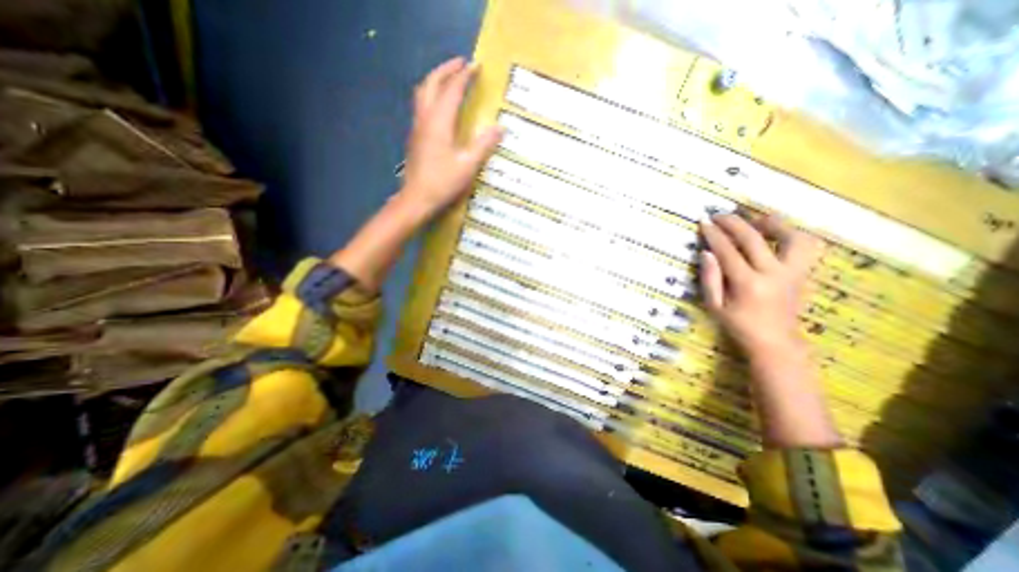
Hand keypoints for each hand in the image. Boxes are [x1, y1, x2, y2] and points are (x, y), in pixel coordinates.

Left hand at [403, 56, 505, 217]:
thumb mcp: (468, 165)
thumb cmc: (443, 182)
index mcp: (439, 122)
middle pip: (431, 83)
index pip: (452, 90)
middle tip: (461, 64)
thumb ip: (484, 144)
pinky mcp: (415, 137)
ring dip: (436, 80)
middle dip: (446, 69)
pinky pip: (421, 106)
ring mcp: (417, 127)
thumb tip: (500, 127)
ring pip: (423, 93)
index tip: (476, 66)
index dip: (464, 76)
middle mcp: (425, 118)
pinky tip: (440, 106)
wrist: (417, 199)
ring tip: (450, 79)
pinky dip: (431, 95)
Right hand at [697, 213, 820, 359]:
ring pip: (791, 237)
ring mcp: (794, 273)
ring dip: (771, 223)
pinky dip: (794, 234)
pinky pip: (808, 246)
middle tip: (719, 215)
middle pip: (754, 239)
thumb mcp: (714, 305)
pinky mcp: (804, 273)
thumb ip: (709, 278)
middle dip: (733, 223)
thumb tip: (705, 252)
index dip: (714, 234)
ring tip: (754, 219)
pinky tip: (778, 232)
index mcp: (747, 284)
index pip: (727, 251)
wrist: (774, 341)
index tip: (703, 221)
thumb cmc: (737, 324)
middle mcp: (773, 274)